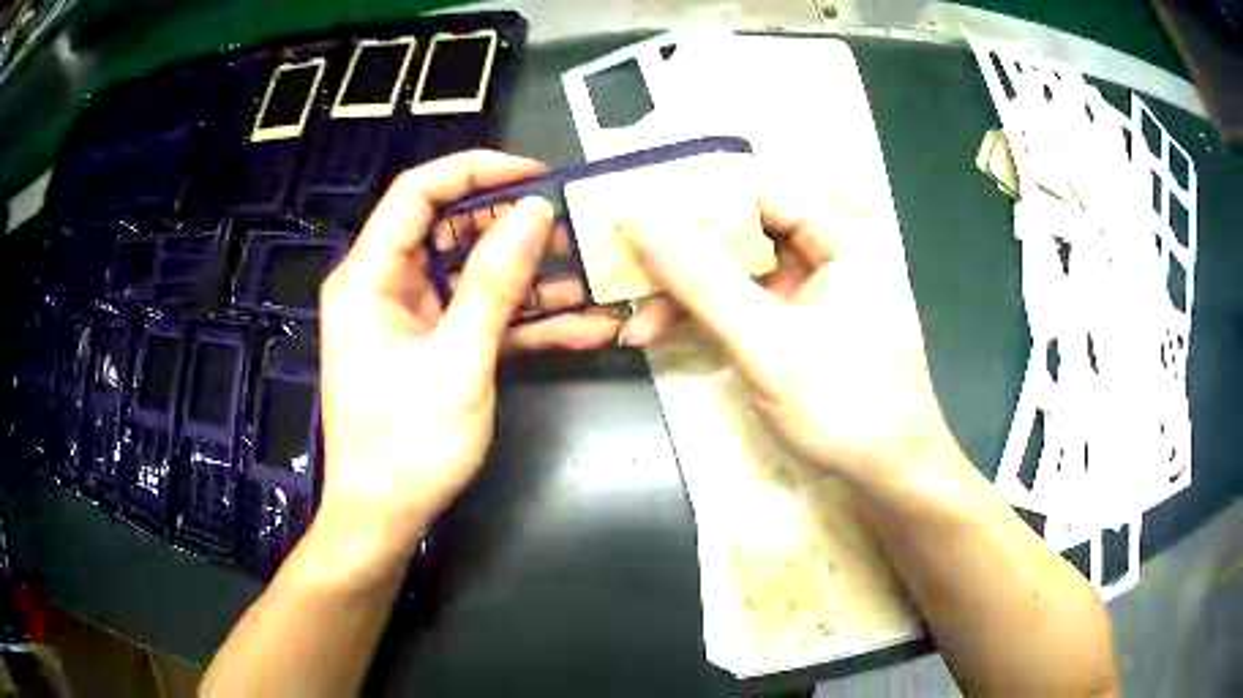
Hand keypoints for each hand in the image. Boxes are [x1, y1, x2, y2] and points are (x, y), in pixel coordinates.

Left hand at [317, 151, 619, 563]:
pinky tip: (585, 326)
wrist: (386, 518)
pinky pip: (483, 316)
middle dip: (516, 226)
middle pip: (453, 228)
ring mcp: (415, 316)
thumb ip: (496, 282)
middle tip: (577, 225)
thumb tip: (534, 211)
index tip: (537, 175)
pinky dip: (527, 320)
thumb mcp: (458, 360)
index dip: (477, 170)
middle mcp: (388, 285)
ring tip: (593, 272)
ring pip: (476, 273)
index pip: (419, 192)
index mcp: (370, 276)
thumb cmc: (407, 445)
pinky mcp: (438, 346)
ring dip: (533, 277)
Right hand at [620, 183, 956, 483]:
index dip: (688, 196)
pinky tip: (662, 328)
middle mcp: (835, 237)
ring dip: (687, 285)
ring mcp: (820, 273)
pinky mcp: (805, 305)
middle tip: (625, 268)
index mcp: (845, 229)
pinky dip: (708, 307)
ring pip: (738, 257)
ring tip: (634, 316)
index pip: (754, 185)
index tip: (629, 218)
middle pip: (743, 219)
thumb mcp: (765, 343)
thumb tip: (638, 216)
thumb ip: (700, 277)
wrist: (887, 471)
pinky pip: (748, 288)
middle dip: (681, 248)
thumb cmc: (843, 406)